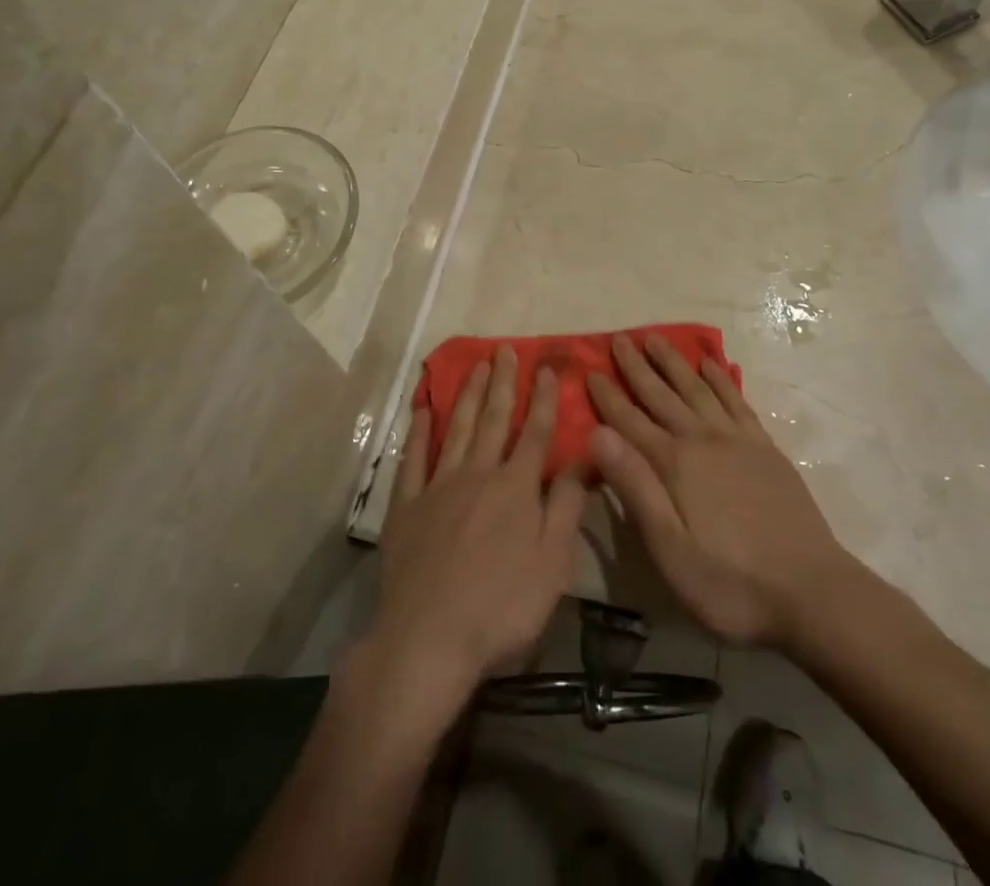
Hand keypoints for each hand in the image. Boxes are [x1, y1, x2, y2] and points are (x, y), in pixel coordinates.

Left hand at [367, 347, 588, 716]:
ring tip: (474, 365)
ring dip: (467, 395)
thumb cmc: (501, 607)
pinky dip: (418, 432)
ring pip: (455, 429)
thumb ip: (567, 506)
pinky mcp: (406, 507)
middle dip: (502, 382)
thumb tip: (584, 457)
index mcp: (515, 487)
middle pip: (492, 419)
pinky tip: (422, 410)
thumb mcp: (553, 563)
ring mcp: (437, 487)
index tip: (547, 368)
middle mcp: (477, 474)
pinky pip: (412, 459)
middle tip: (504, 349)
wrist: (427, 640)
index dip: (543, 399)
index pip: (534, 432)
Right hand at [588, 335, 854, 648]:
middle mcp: (702, 439)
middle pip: (662, 395)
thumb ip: (635, 487)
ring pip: (697, 388)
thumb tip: (597, 433)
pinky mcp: (765, 448)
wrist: (811, 590)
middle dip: (637, 367)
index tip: (589, 369)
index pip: (629, 421)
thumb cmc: (730, 582)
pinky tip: (711, 365)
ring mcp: (737, 440)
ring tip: (656, 338)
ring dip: (674, 363)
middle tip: (619, 338)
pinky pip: (736, 400)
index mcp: (674, 464)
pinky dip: (720, 379)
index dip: (607, 396)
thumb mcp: (670, 548)